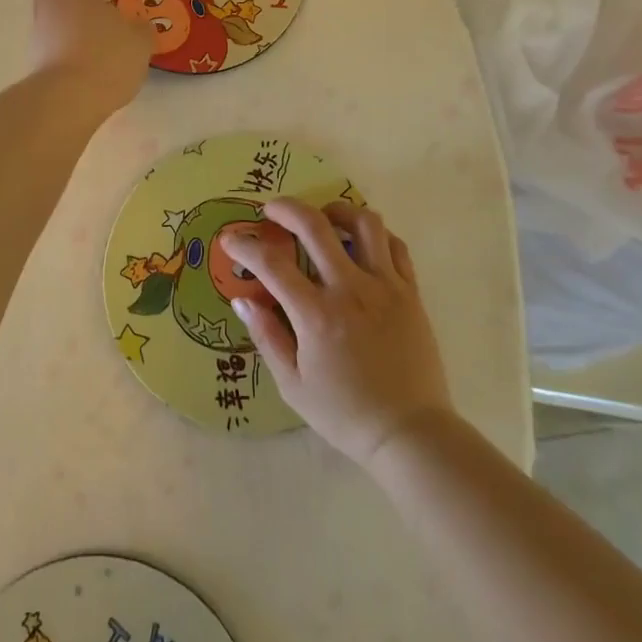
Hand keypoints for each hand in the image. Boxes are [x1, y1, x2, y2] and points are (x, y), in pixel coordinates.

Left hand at [29, 0, 152, 111]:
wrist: (66, 101)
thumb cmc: (105, 58)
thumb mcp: (138, 42)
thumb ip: (140, 29)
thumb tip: (138, 26)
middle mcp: (54, 0)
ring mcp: (41, 27)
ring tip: (90, 9)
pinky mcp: (38, 53)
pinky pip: (52, 27)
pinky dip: (66, 25)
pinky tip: (85, 41)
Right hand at [221, 200, 453, 468]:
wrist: (410, 433)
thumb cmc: (345, 414)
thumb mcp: (293, 386)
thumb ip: (267, 337)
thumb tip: (242, 301)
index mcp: (316, 315)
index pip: (272, 263)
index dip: (245, 246)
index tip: (230, 240)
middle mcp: (351, 289)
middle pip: (315, 225)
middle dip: (286, 208)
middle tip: (271, 209)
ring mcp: (385, 286)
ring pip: (364, 223)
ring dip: (337, 211)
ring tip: (323, 218)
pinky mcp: (410, 292)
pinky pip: (395, 245)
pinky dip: (375, 235)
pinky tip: (361, 244)